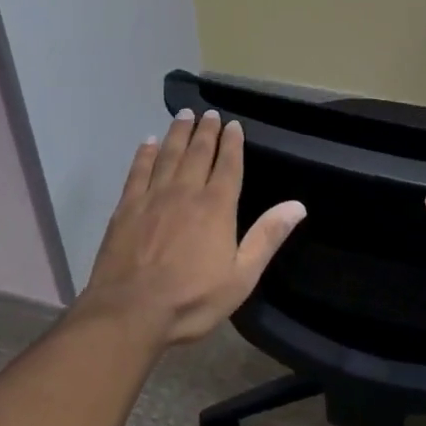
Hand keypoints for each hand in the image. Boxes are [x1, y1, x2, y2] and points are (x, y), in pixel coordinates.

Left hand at [81, 108, 306, 346]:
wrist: (129, 312)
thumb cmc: (191, 299)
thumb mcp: (241, 276)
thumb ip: (267, 237)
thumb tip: (298, 205)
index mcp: (216, 207)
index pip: (228, 165)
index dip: (232, 143)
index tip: (233, 124)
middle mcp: (185, 192)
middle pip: (198, 153)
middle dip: (206, 131)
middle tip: (209, 113)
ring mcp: (153, 197)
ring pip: (169, 155)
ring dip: (178, 133)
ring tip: (184, 115)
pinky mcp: (126, 207)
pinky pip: (138, 171)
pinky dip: (145, 154)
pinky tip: (148, 142)